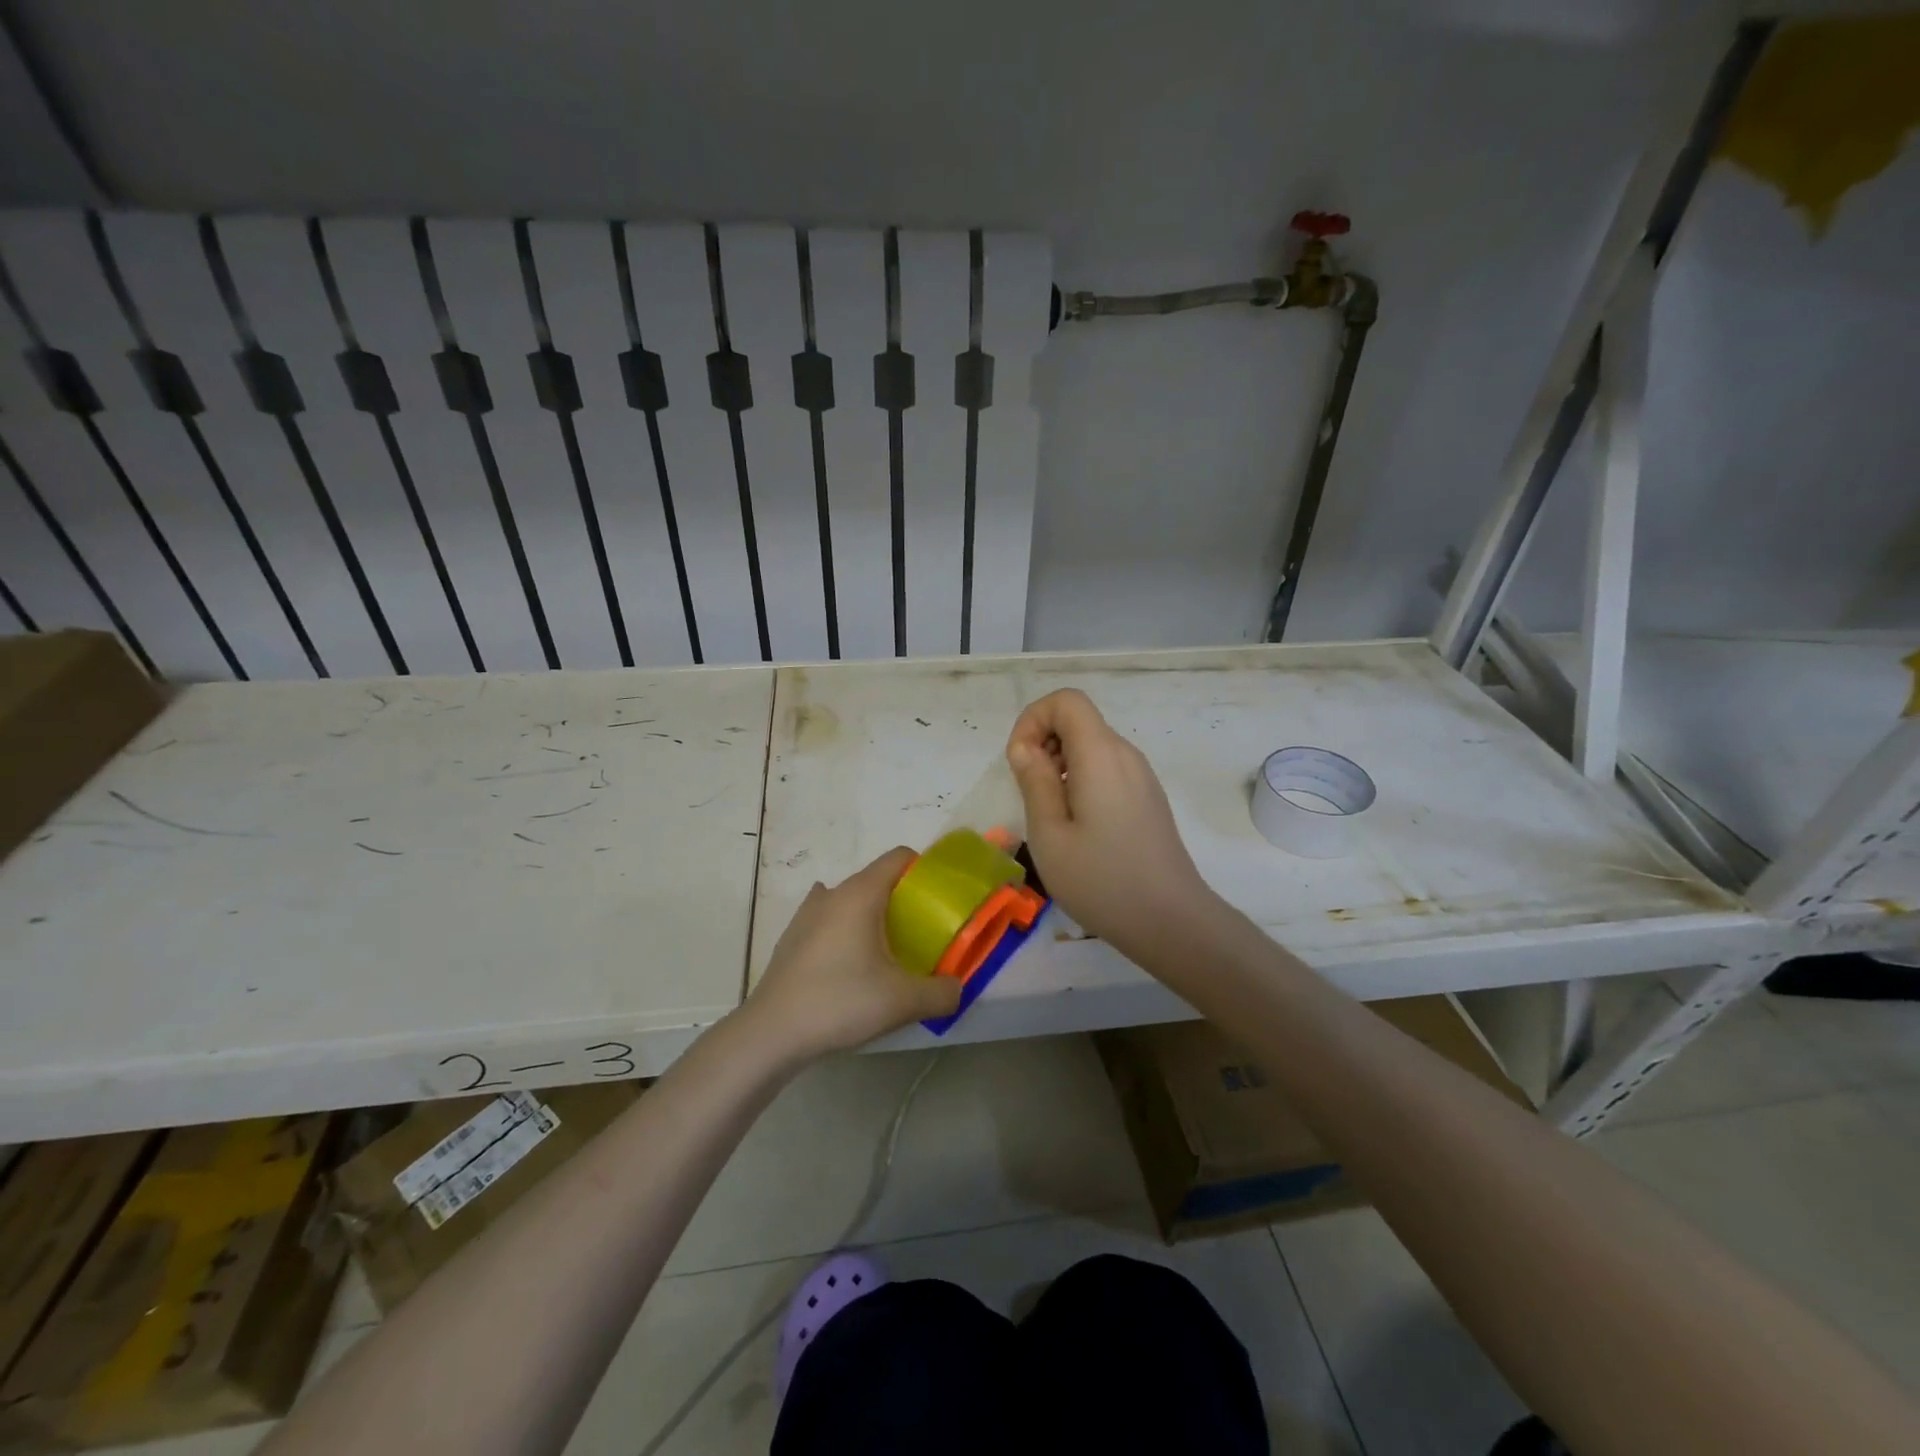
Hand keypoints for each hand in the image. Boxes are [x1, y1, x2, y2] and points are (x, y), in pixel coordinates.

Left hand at [743, 847, 961, 1058]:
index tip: (940, 900)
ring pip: (850, 900)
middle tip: (922, 933)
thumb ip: (942, 992)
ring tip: (886, 950)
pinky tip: (849, 958)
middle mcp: (833, 893)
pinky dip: (845, 930)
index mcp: (861, 894)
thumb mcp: (903, 1002)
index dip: (924, 871)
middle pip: (876, 879)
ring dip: (871, 915)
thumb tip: (956, 988)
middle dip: (903, 899)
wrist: (772, 1033)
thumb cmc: (840, 1002)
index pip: (899, 858)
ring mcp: (806, 914)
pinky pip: (828, 920)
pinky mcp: (792, 937)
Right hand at [1006, 688, 1214, 958]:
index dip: (1033, 719)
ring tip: (1051, 817)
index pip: (1066, 700)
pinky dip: (1081, 781)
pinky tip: (1078, 828)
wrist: (1170, 921)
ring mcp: (1141, 776)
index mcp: (1101, 754)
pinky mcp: (1147, 798)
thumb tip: (1025, 747)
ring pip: (1091, 747)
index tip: (1020, 762)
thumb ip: (1034, 781)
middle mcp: (1125, 754)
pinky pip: (1107, 769)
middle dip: (1043, 744)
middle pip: (1078, 721)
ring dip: (1060, 766)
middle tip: (1030, 795)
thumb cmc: (1101, 880)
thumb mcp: (1049, 834)